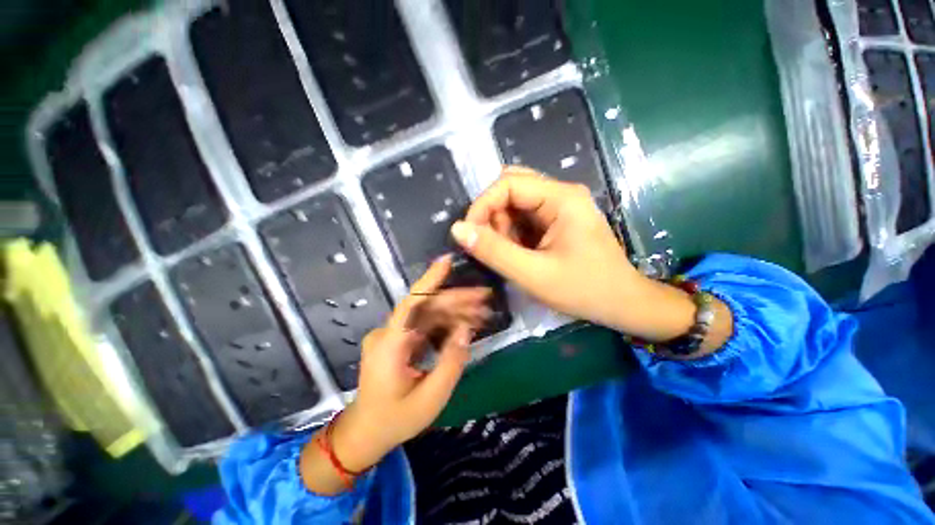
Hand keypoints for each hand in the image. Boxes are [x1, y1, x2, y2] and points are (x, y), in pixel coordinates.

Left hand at [330, 256, 489, 472]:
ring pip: (428, 315)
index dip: (430, 279)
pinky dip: (446, 323)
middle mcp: (389, 333)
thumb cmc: (396, 419)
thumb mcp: (431, 397)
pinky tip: (466, 324)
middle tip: (486, 298)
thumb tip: (467, 330)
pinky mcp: (399, 340)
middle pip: (427, 307)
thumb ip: (451, 362)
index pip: (411, 302)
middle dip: (458, 300)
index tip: (447, 261)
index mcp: (390, 345)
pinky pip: (425, 325)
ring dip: (455, 312)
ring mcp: (393, 336)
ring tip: (483, 313)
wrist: (366, 433)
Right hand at [449, 166, 643, 330]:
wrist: (623, 304)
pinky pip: (524, 217)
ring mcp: (560, 206)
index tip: (468, 235)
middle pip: (511, 188)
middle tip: (492, 246)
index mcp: (561, 198)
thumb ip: (494, 251)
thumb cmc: (583, 290)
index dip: (482, 205)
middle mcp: (561, 193)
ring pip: (515, 203)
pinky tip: (519, 253)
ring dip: (502, 226)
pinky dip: (512, 233)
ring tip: (510, 255)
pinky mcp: (557, 220)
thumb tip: (457, 229)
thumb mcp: (533, 274)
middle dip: (492, 215)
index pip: (508, 183)